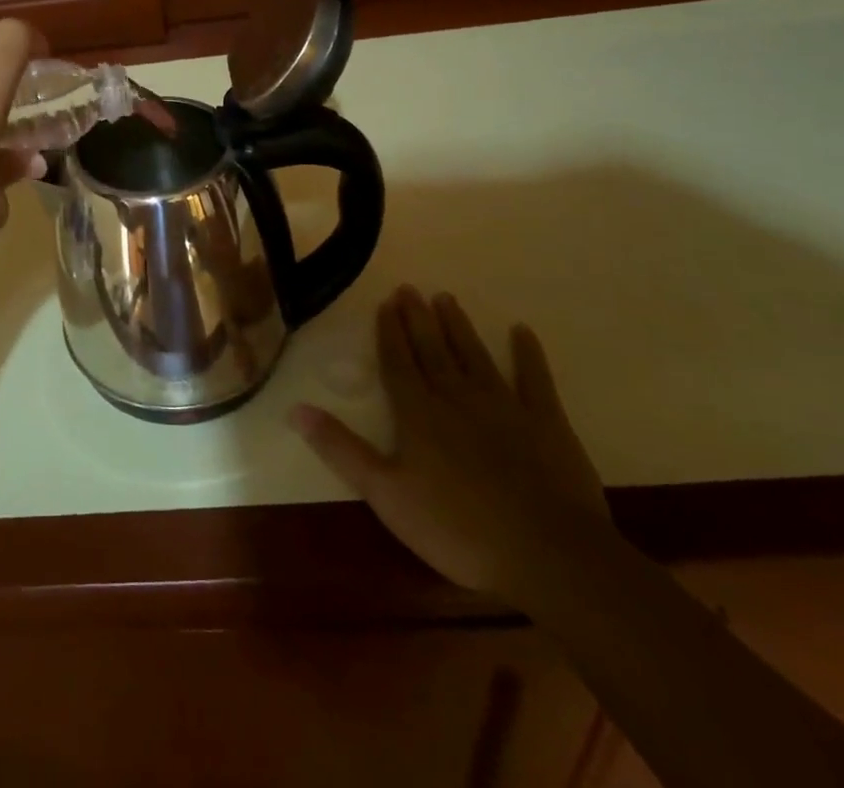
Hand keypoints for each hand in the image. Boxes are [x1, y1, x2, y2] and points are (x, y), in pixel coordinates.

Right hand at [291, 285, 609, 599]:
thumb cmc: (457, 528)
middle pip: (433, 350)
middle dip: (419, 319)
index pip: (398, 362)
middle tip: (410, 289)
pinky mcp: (546, 423)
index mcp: (418, 413)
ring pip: (474, 356)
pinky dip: (528, 354)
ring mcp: (504, 406)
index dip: (389, 332)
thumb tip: (295, 408)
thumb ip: (341, 448)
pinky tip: (522, 331)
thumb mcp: (386, 494)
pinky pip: (535, 379)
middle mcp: (456, 397)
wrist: (548, 555)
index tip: (386, 303)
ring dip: (459, 327)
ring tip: (446, 298)